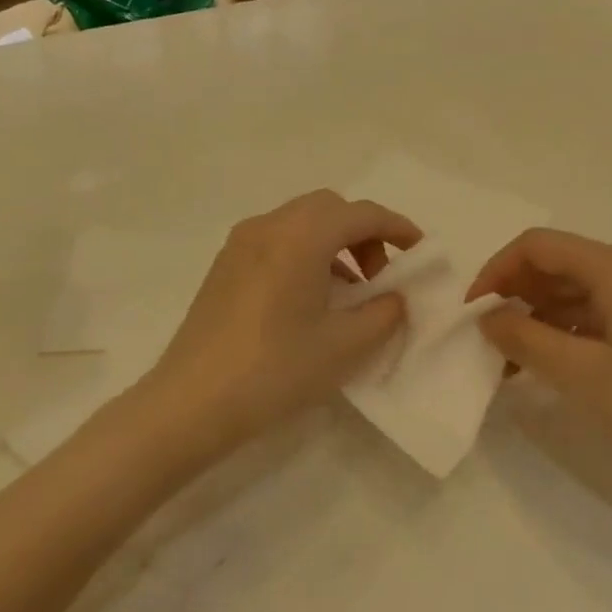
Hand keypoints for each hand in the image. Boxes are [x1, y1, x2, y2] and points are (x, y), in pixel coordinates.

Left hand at [146, 190, 420, 452]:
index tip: (420, 253)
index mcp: (302, 235)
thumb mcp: (345, 345)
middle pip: (330, 209)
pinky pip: (277, 242)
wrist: (191, 403)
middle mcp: (269, 225)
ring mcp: (241, 243)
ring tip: (349, 293)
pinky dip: (305, 254)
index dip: (398, 228)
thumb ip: (383, 312)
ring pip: (301, 223)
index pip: (363, 213)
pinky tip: (310, 301)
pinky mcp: (224, 266)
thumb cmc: (276, 369)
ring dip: (334, 244)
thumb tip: (393, 297)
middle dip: (363, 234)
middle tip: (380, 277)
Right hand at [466, 229, 611, 488]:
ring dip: (541, 317)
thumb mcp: (583, 375)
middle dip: (516, 296)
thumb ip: (526, 340)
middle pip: (558, 264)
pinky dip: (571, 330)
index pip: (537, 246)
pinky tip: (555, 364)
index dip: (496, 271)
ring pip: (579, 289)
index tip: (473, 314)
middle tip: (490, 342)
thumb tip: (488, 318)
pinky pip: (603, 310)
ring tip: (515, 362)